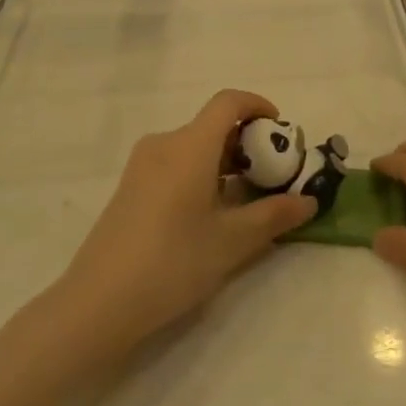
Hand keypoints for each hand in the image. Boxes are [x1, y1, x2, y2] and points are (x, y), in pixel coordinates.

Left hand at [55, 90, 315, 354]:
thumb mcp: (232, 242)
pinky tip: (210, 214)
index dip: (257, 106)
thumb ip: (273, 216)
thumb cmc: (172, 262)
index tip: (279, 129)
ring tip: (246, 199)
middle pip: (212, 126)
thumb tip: (309, 201)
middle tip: (271, 175)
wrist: (97, 303)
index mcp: (190, 145)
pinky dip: (201, 174)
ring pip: (194, 147)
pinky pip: (175, 164)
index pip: (228, 102)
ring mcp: (142, 166)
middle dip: (247, 142)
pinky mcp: (130, 188)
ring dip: (224, 162)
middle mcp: (164, 144)